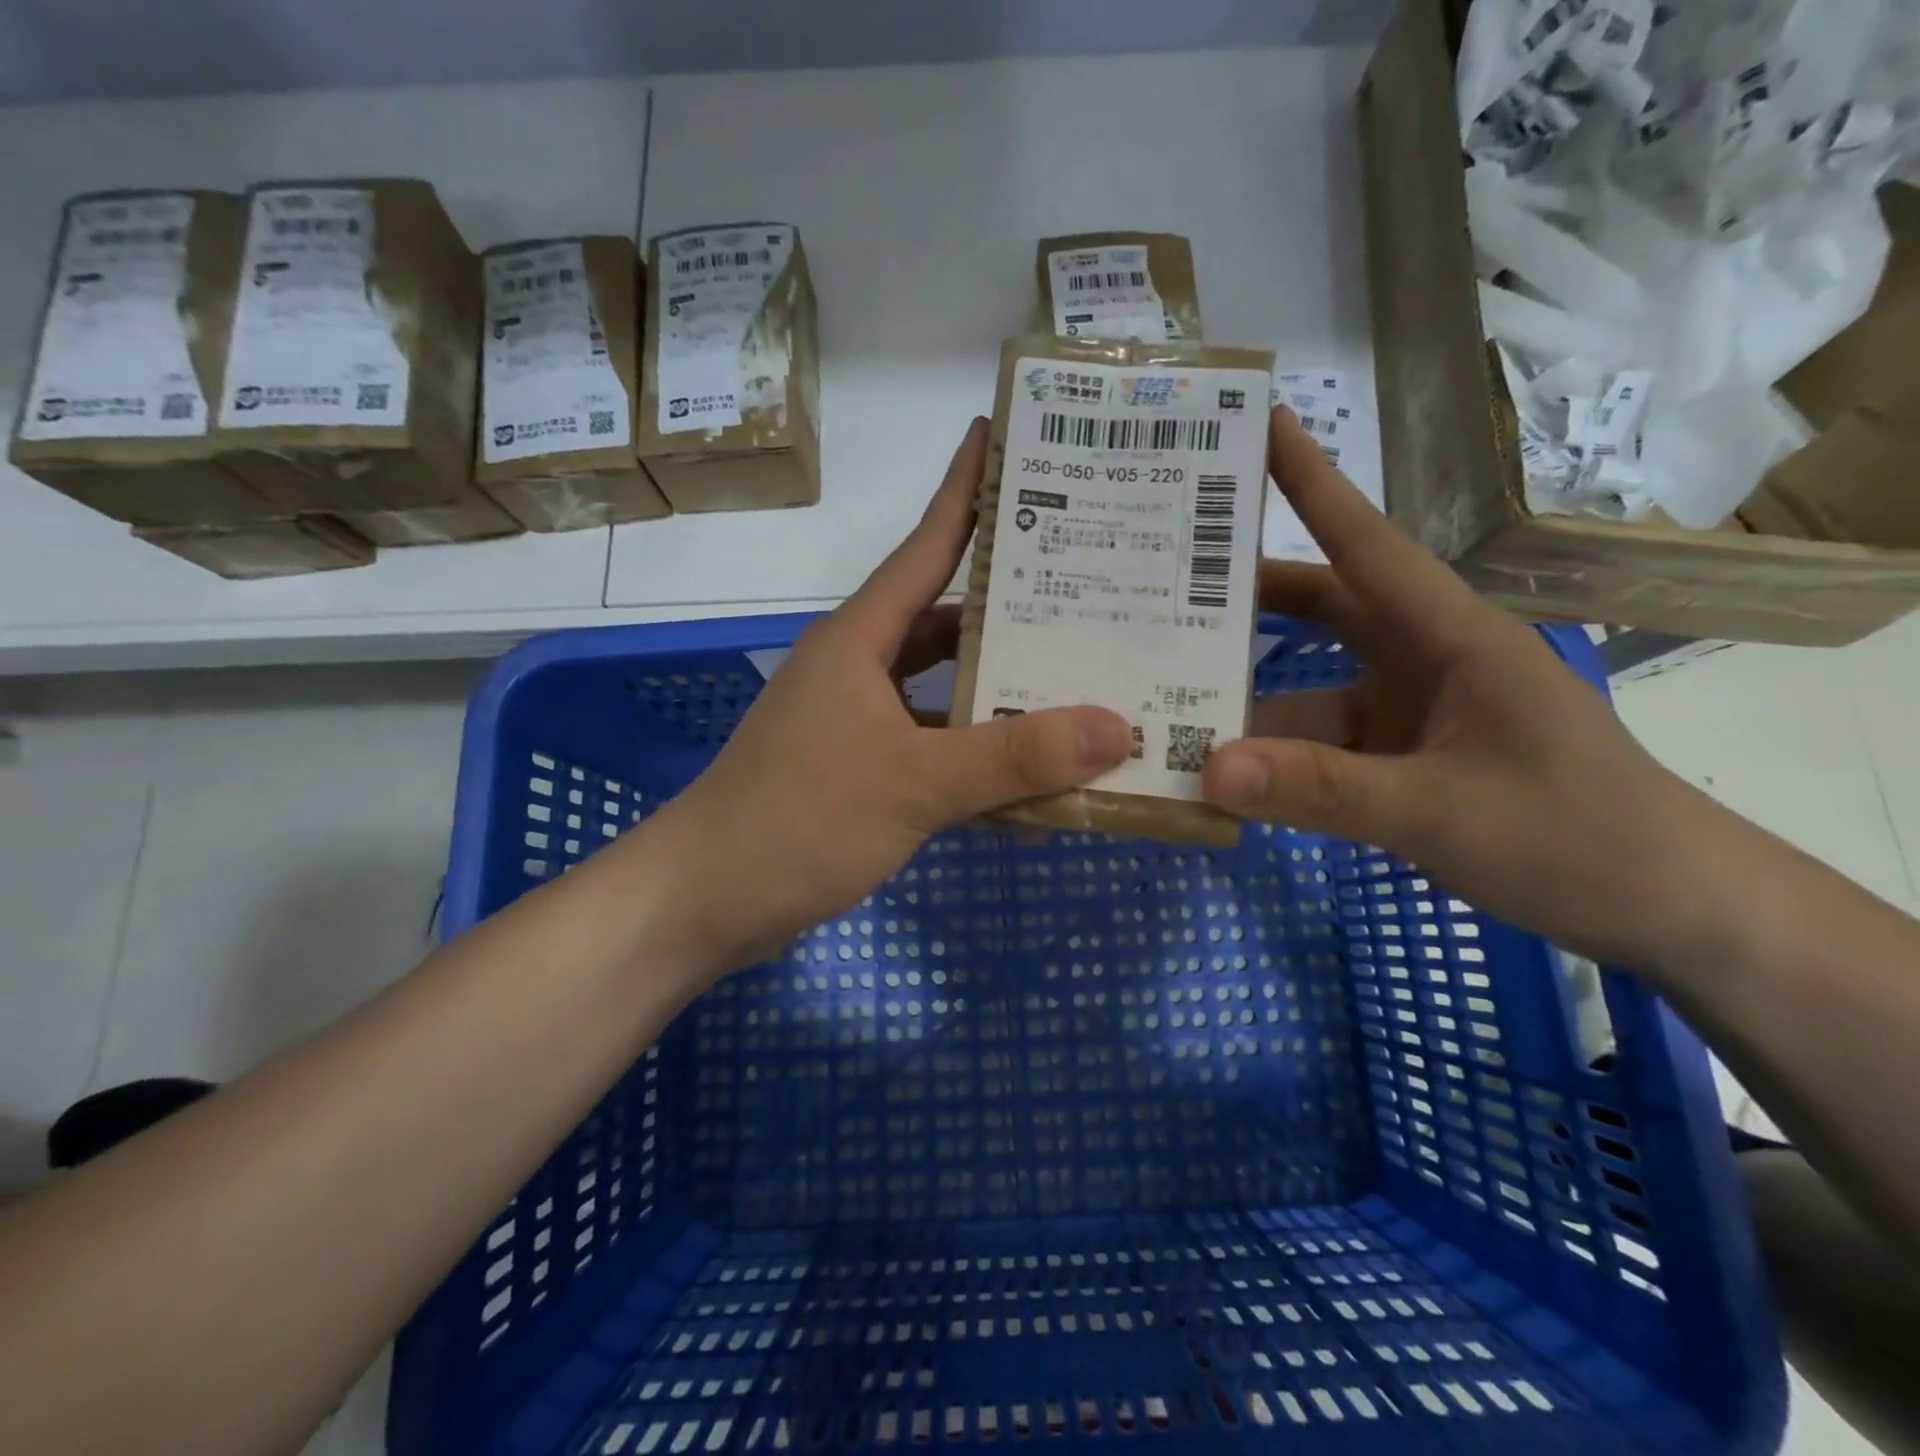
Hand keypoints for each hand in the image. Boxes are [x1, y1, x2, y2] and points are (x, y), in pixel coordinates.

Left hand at [654, 418, 1133, 968]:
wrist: (706, 899)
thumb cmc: (798, 820)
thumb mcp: (913, 784)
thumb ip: (1012, 758)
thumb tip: (1116, 727)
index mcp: (860, 640)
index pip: (925, 548)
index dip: (965, 493)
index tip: (1003, 440)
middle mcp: (859, 668)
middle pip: (948, 622)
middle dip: (1015, 609)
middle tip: (1094, 591)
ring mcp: (858, 722)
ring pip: (946, 692)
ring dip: (1003, 694)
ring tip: (1083, 684)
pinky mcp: (861, 770)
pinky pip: (935, 749)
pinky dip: (978, 761)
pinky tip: (1033, 783)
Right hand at [1201, 408, 1723, 972]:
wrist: (1660, 909)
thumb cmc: (1574, 838)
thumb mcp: (1442, 812)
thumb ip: (1324, 791)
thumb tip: (1211, 769)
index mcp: (1450, 634)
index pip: (1365, 543)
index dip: (1311, 482)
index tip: (1255, 425)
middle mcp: (1420, 659)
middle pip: (1319, 609)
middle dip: (1246, 597)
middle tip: (1160, 585)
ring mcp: (1405, 711)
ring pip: (1304, 690)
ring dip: (1244, 701)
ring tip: (1162, 701)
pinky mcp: (1395, 759)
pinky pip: (1314, 747)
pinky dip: (1268, 760)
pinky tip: (1218, 776)